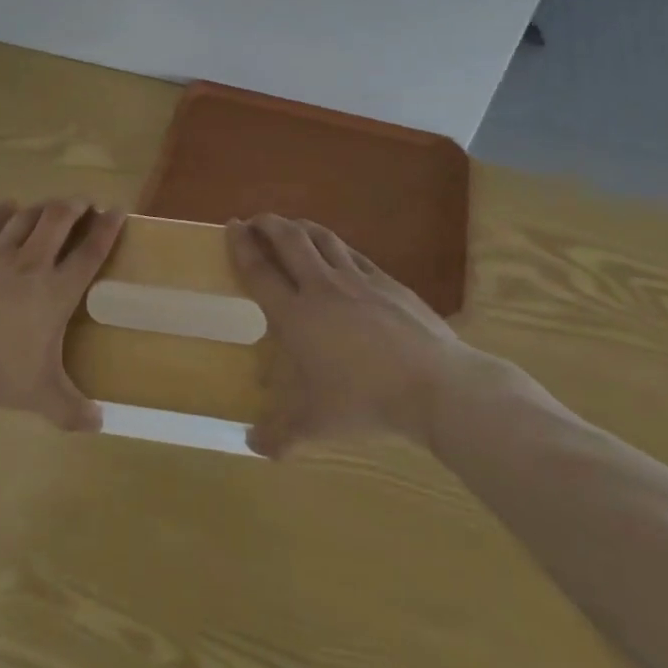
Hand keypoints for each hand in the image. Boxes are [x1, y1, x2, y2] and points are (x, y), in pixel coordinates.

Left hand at [0, 199, 123, 430]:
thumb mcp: (38, 395)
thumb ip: (71, 410)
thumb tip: (99, 424)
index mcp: (55, 292)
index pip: (89, 253)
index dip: (107, 230)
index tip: (118, 210)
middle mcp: (31, 264)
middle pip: (58, 221)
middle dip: (75, 207)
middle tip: (85, 202)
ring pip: (26, 218)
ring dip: (43, 207)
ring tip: (52, 204)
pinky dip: (1, 212)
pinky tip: (8, 206)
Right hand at [228, 214, 473, 456]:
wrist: (435, 386)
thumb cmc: (366, 402)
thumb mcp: (317, 425)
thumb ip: (280, 435)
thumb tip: (251, 446)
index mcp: (296, 316)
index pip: (260, 271)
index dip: (241, 246)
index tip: (232, 226)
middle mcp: (321, 287)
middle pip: (289, 240)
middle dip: (268, 224)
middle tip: (256, 221)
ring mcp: (357, 280)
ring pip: (322, 238)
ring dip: (301, 227)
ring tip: (291, 226)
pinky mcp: (388, 282)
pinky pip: (353, 253)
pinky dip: (336, 246)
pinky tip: (337, 251)